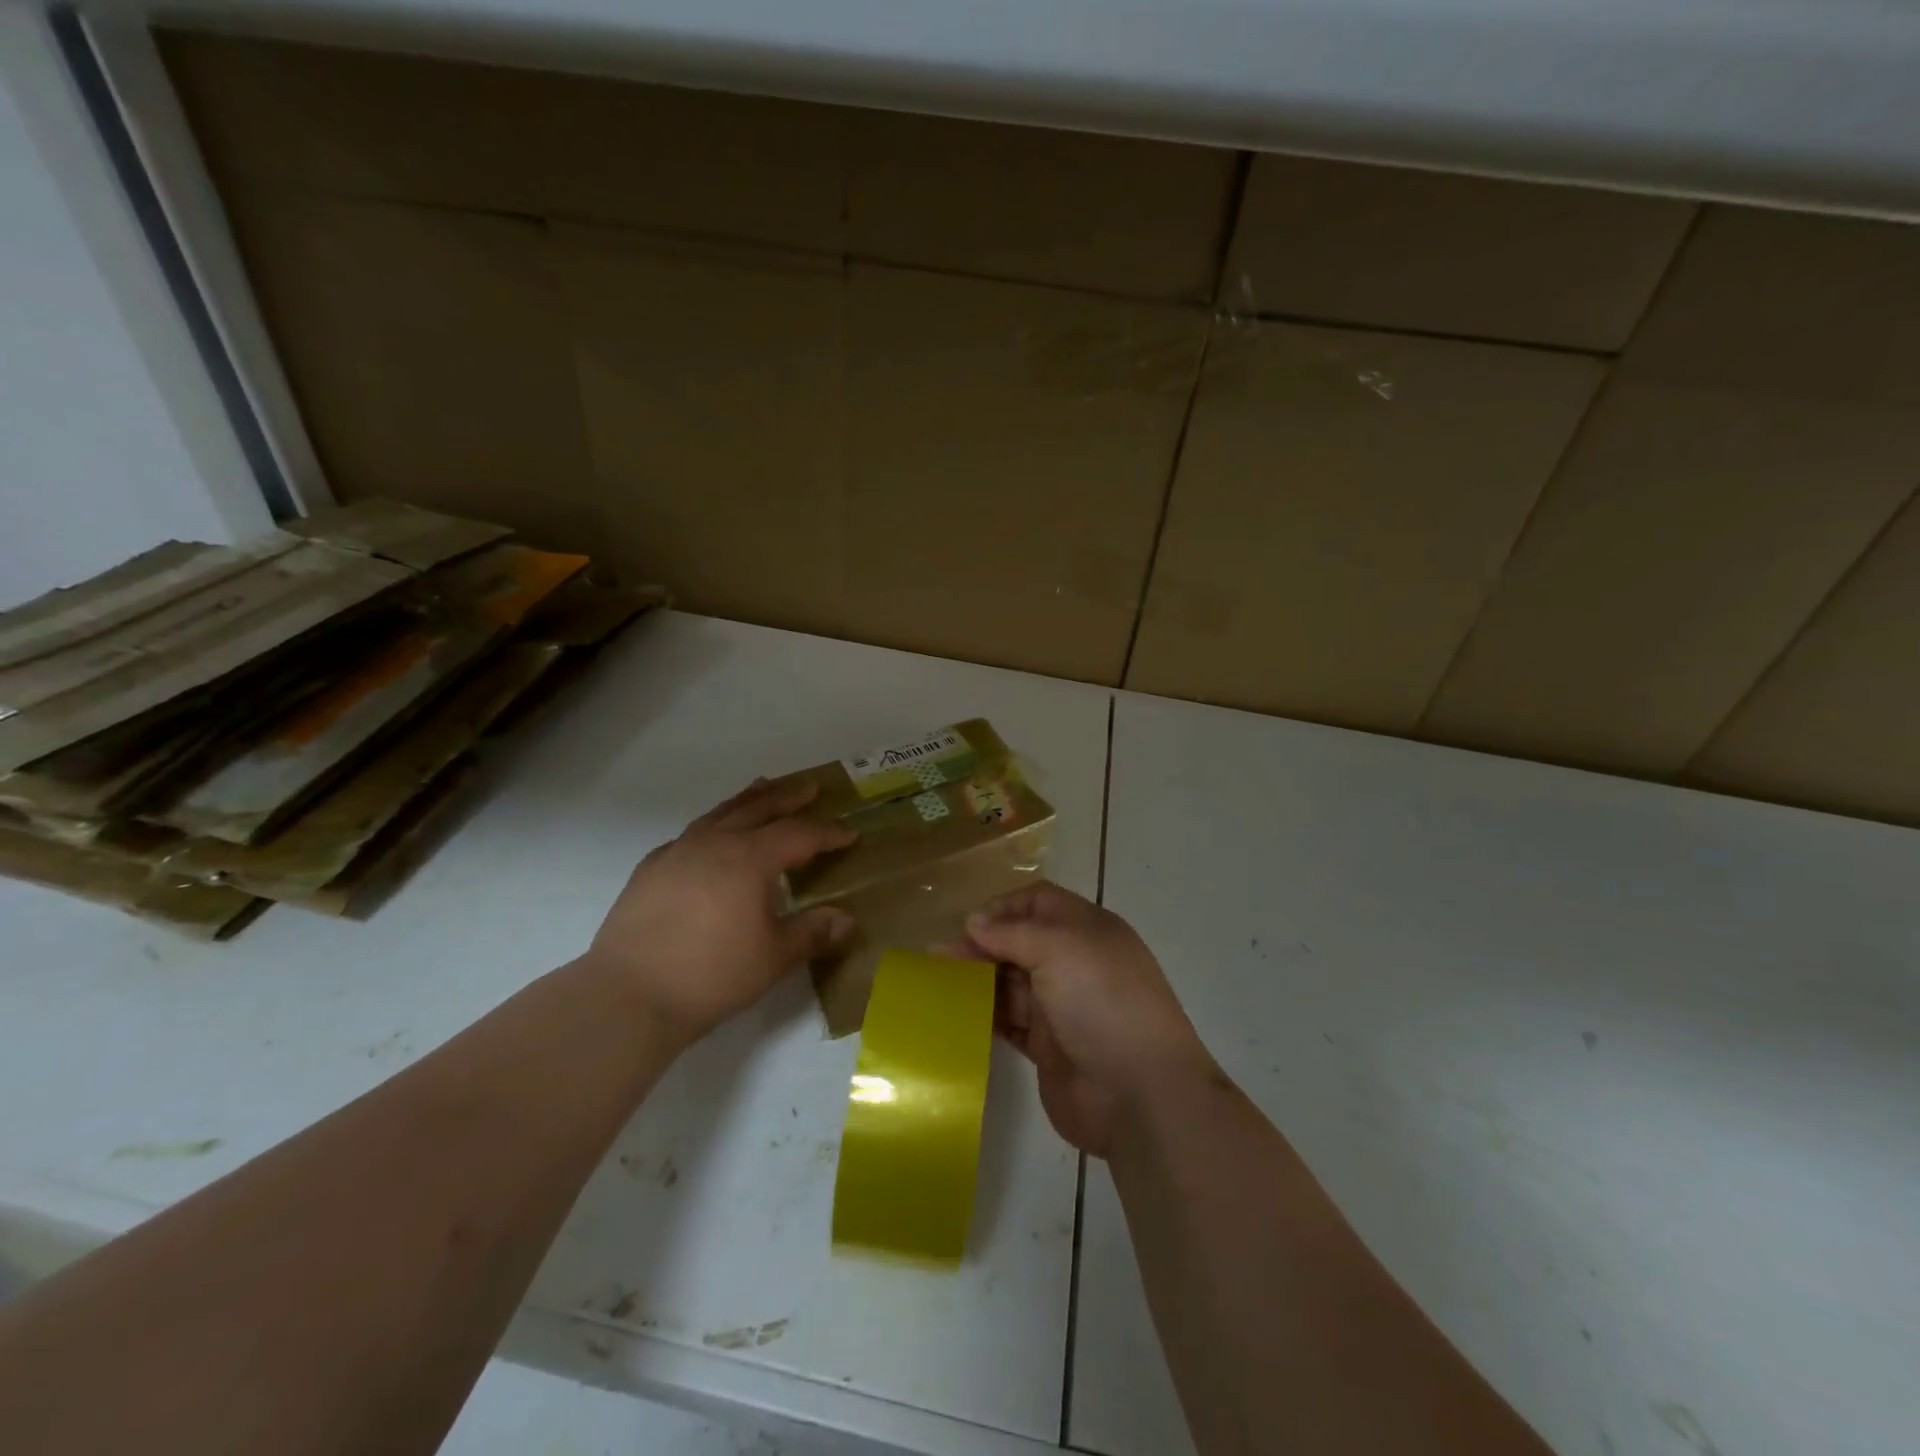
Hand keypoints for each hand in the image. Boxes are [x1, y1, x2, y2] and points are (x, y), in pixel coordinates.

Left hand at [587, 778, 857, 1042]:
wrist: (628, 996)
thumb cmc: (711, 976)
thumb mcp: (773, 958)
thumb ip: (812, 933)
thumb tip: (847, 921)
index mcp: (749, 859)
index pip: (798, 835)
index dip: (827, 833)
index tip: (850, 833)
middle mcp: (714, 844)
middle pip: (758, 809)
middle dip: (788, 797)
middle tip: (810, 786)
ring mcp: (677, 852)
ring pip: (720, 813)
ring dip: (747, 800)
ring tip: (763, 787)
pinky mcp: (650, 869)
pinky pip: (690, 834)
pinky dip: (711, 826)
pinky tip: (711, 836)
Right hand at [961, 883, 1214, 1157]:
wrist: (1138, 1093)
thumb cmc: (1102, 1002)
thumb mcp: (1060, 948)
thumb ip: (1012, 932)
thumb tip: (974, 922)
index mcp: (1088, 930)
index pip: (1039, 903)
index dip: (1004, 908)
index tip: (969, 925)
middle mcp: (1075, 963)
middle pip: (1020, 942)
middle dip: (983, 945)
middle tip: (941, 957)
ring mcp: (1061, 1007)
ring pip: (1010, 982)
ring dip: (977, 980)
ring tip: (938, 984)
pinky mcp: (1047, 1047)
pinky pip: (1008, 1022)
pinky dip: (983, 1015)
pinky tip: (954, 1014)